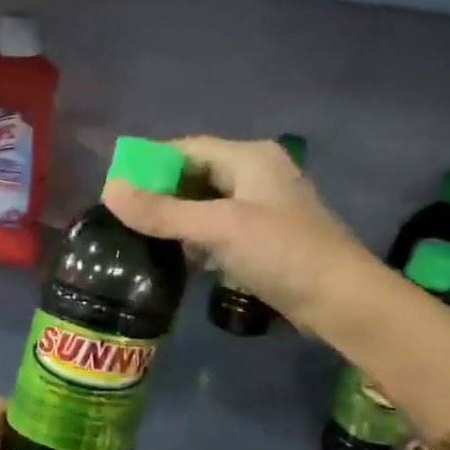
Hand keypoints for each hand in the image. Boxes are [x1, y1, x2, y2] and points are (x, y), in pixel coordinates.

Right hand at [102, 135, 374, 338]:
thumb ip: (162, 211)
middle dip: (160, 194)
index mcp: (249, 158)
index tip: (115, 187)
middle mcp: (256, 175)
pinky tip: (178, 258)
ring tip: (141, 238)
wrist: (341, 300)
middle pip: (194, 176)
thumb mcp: (218, 228)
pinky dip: (196, 239)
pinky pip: (218, 229)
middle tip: (123, 217)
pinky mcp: (264, 238)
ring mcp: (262, 208)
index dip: (149, 163)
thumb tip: (109, 191)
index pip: (186, 148)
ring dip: (176, 220)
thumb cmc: (282, 253)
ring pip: (204, 205)